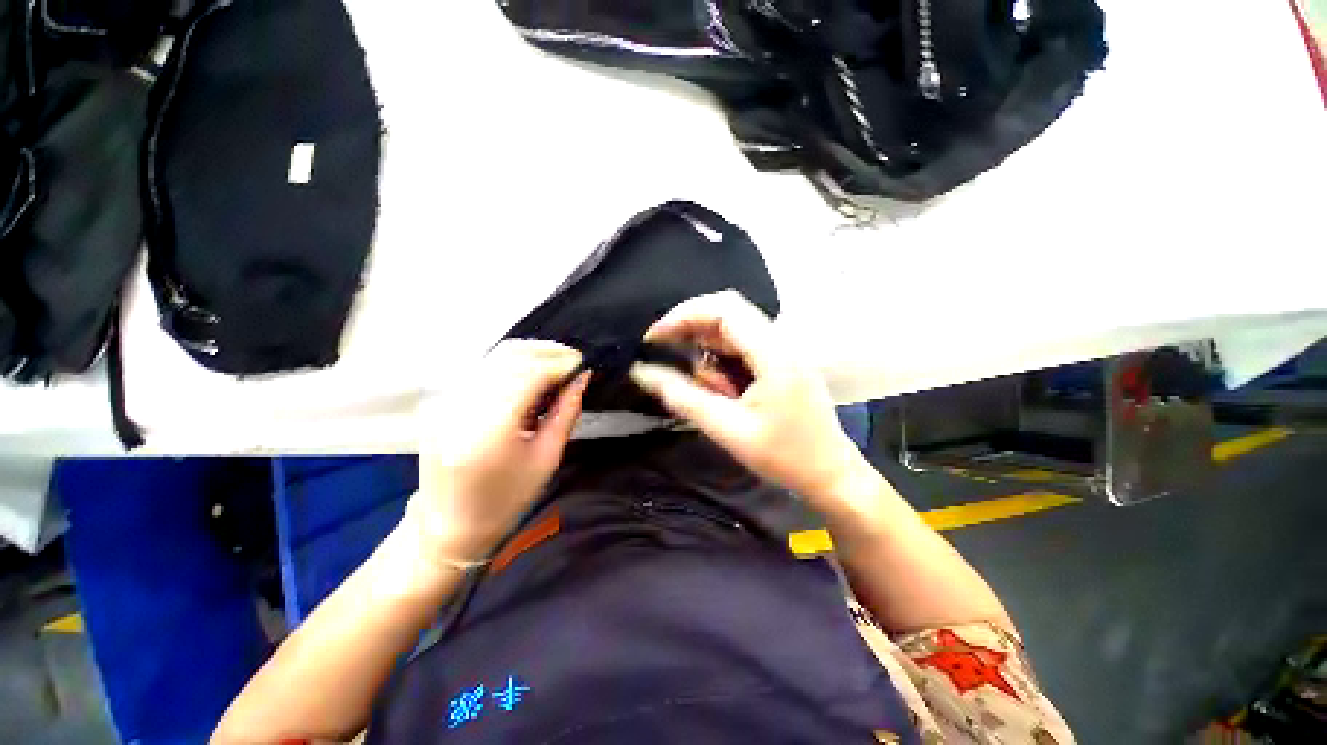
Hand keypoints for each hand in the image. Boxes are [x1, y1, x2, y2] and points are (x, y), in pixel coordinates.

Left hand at [411, 340, 589, 564]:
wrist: (449, 523)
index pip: (530, 374)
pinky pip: (481, 370)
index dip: (559, 363)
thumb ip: (567, 412)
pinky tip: (527, 378)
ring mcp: (446, 401)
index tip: (581, 363)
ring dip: (528, 356)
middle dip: (546, 352)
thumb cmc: (507, 498)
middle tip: (570, 362)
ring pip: (494, 358)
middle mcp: (462, 407)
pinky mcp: (440, 401)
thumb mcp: (547, 458)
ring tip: (553, 369)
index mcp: (491, 428)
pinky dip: (509, 367)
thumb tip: (582, 378)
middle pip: (510, 357)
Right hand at [629, 291, 875, 508]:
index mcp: (772, 353)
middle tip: (662, 350)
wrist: (832, 475)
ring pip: (734, 328)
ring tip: (699, 382)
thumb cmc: (784, 457)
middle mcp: (780, 341)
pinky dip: (720, 357)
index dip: (683, 315)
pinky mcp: (782, 361)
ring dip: (706, 346)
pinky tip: (716, 383)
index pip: (724, 309)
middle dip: (690, 326)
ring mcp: (783, 350)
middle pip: (728, 311)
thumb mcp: (727, 430)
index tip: (654, 338)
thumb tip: (642, 372)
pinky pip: (743, 345)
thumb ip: (682, 398)